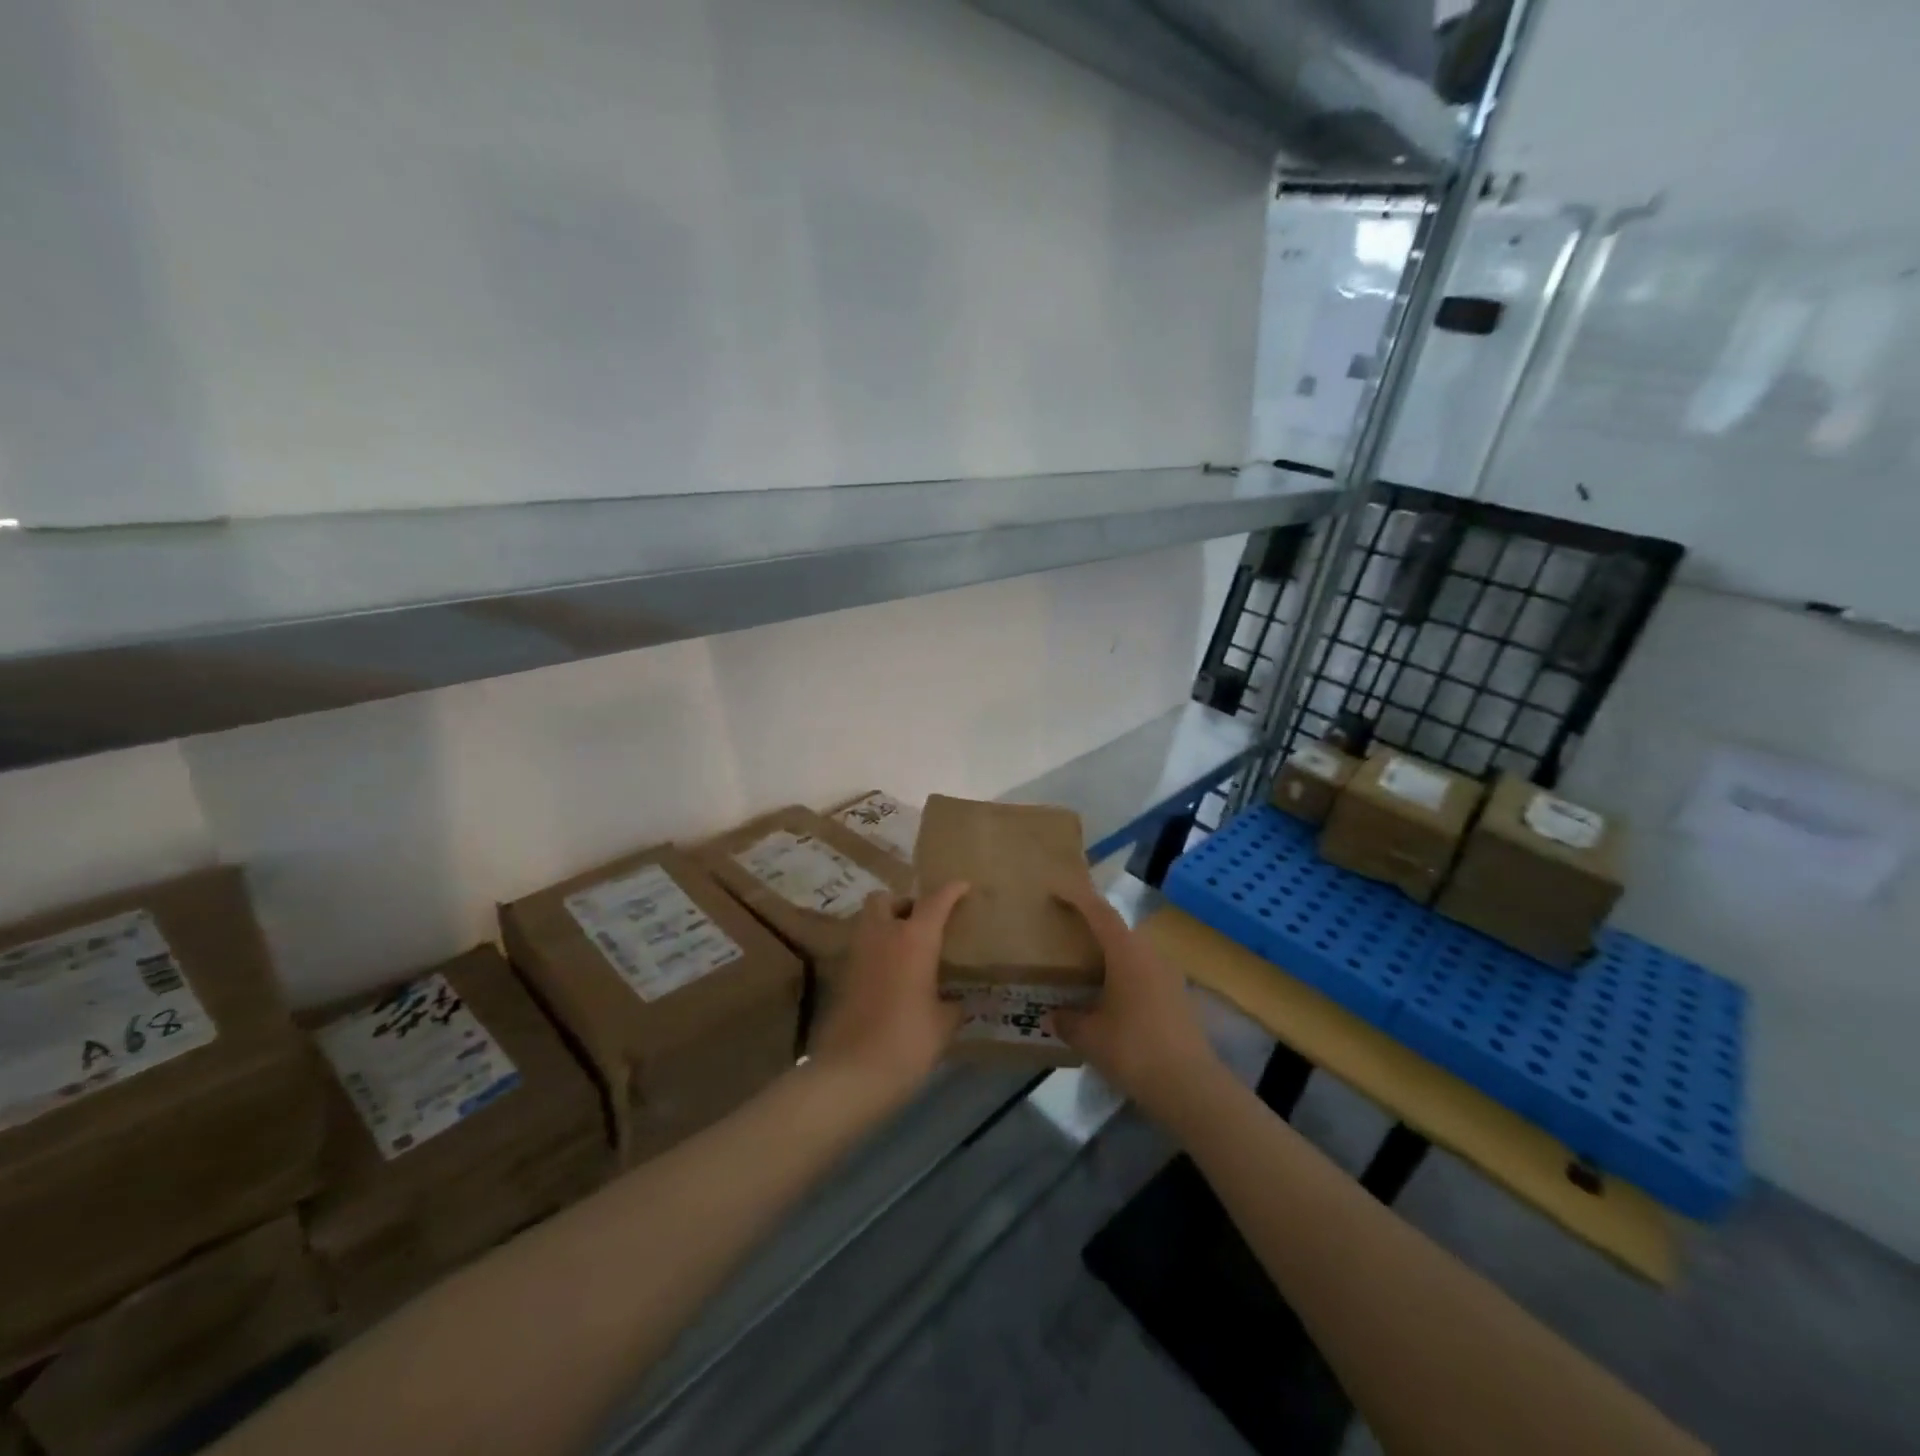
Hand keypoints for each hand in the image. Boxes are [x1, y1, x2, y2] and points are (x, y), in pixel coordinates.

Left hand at [808, 883, 969, 1101]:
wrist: (852, 1072)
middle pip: (886, 898)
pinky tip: (891, 975)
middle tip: (922, 923)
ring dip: (886, 924)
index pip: (935, 901)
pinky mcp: (841, 975)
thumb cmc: (907, 1041)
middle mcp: (883, 935)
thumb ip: (951, 1005)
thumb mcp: (943, 1024)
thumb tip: (954, 1002)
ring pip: (868, 920)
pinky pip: (861, 948)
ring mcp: (857, 953)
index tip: (963, 886)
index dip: (951, 891)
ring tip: (907, 949)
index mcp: (914, 939)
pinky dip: (875, 951)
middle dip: (904, 903)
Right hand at [1049, 878, 1224, 1124]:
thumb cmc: (1133, 1049)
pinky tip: (1112, 999)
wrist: (1190, 1086)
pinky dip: (1126, 976)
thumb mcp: (1089, 1036)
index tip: (1057, 891)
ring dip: (1111, 954)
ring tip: (1087, 968)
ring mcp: (1170, 975)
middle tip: (1068, 934)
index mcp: (1127, 952)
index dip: (1077, 898)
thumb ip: (1067, 1021)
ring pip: (1134, 952)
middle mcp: (1151, 954)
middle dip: (1094, 927)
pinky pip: (1145, 973)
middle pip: (1119, 929)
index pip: (1100, 912)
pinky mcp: (1179, 997)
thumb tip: (1052, 1016)